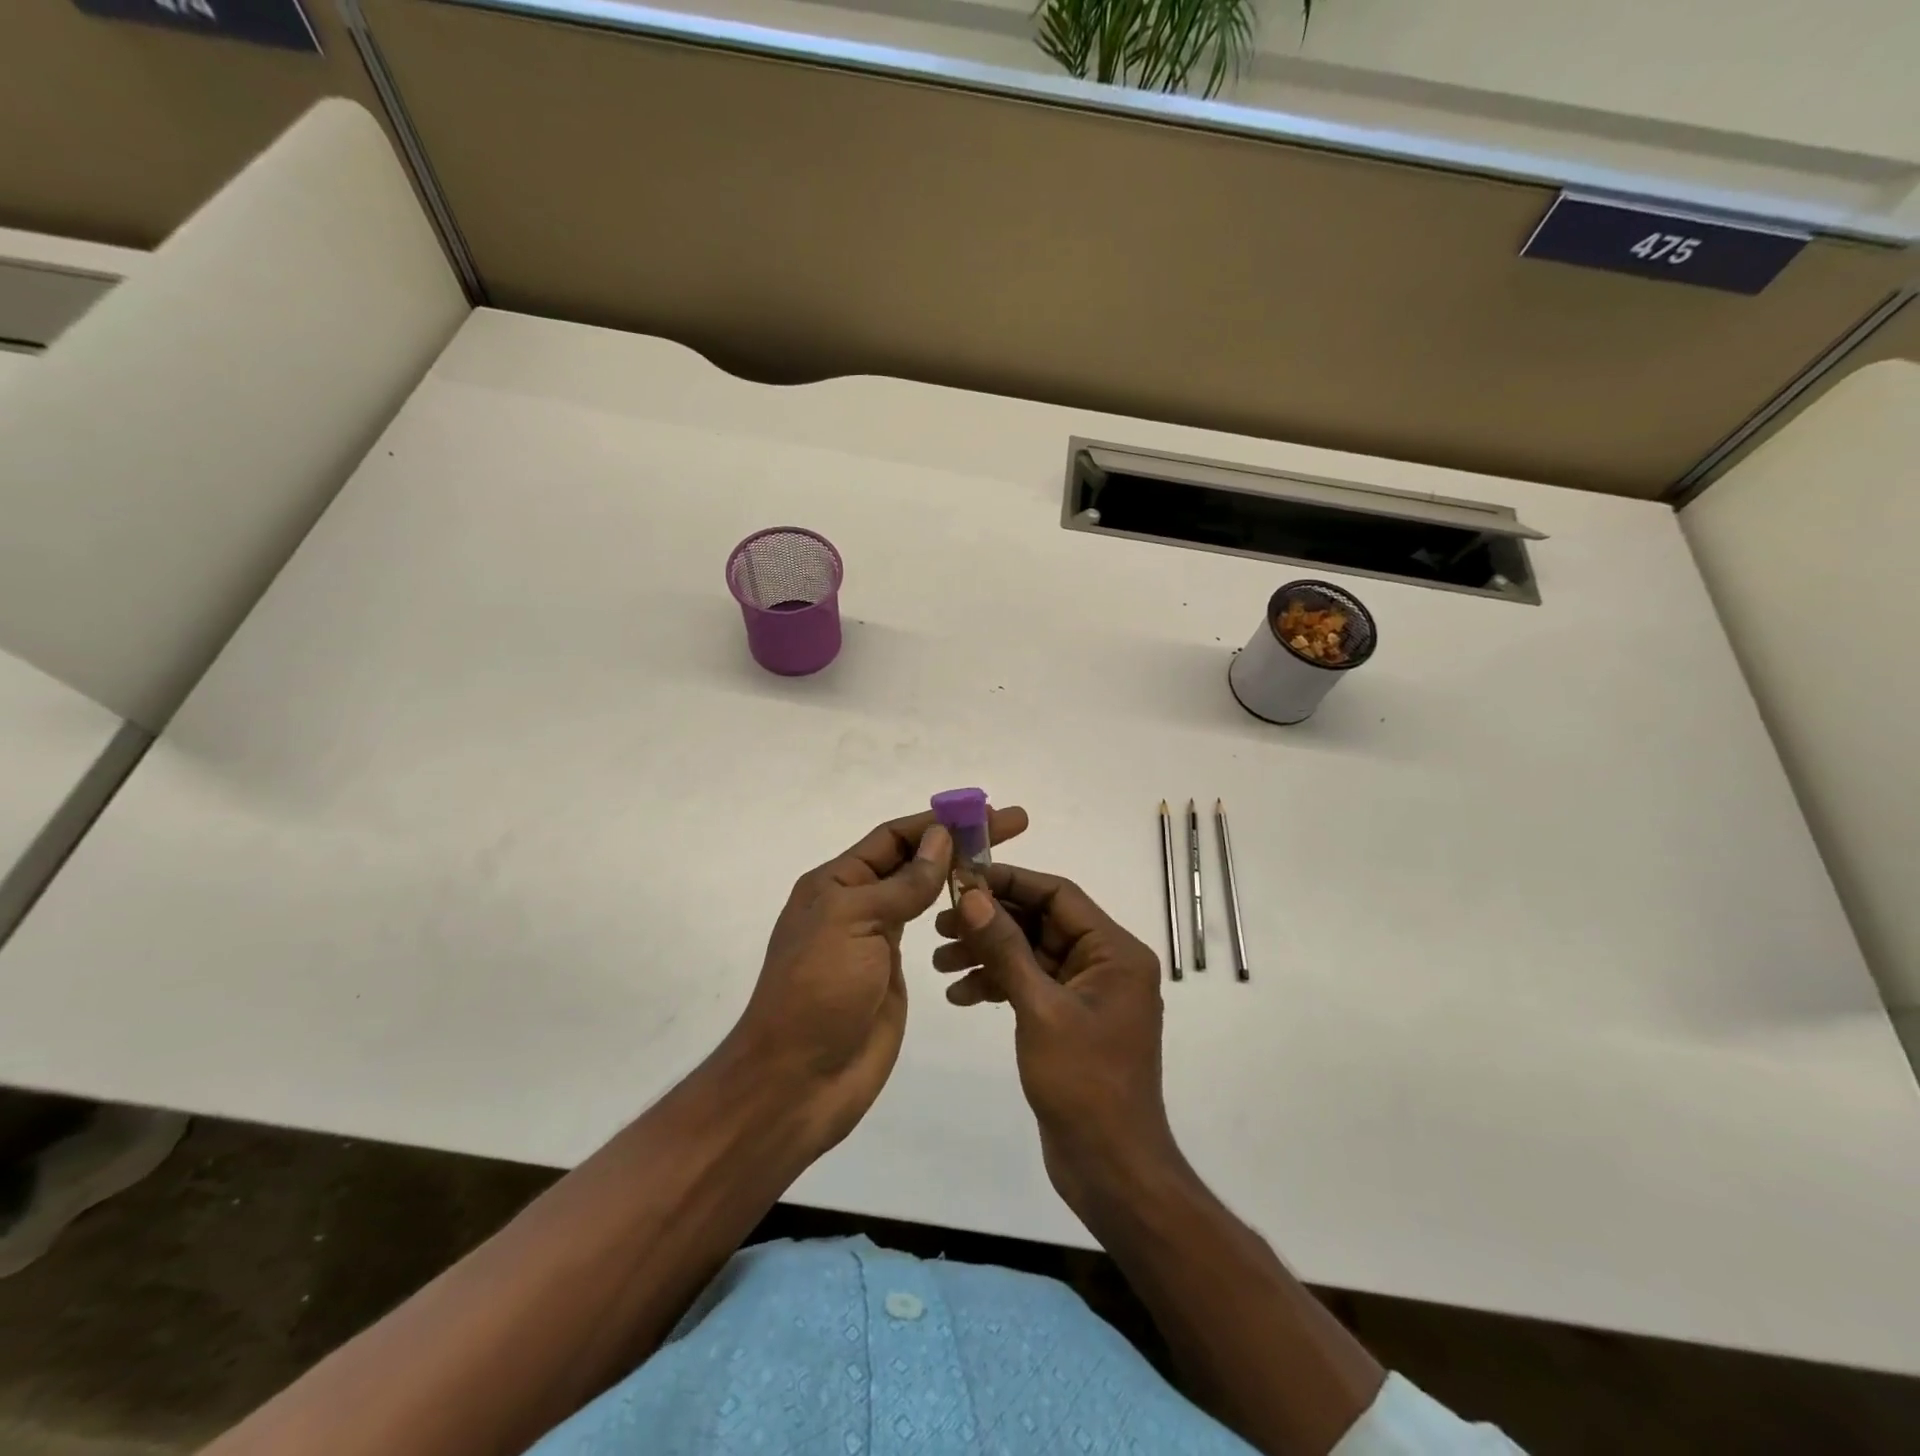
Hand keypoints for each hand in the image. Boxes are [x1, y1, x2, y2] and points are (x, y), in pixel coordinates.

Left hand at [727, 805, 1028, 1156]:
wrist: (798, 1081)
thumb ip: (902, 883)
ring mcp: (876, 938)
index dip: (940, 820)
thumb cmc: (818, 990)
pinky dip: (955, 915)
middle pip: (914, 859)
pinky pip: (928, 931)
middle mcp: (857, 902)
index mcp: (838, 882)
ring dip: (960, 875)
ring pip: (923, 892)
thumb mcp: (854, 922)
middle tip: (1013, 826)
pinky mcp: (893, 972)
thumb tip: (940, 837)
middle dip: (959, 841)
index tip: (985, 811)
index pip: (895, 836)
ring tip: (1004, 867)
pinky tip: (983, 912)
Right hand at [933, 865, 1178, 1217]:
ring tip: (939, 962)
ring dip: (987, 955)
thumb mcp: (1039, 1009)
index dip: (1010, 882)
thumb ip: (1005, 948)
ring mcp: (1086, 992)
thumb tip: (972, 895)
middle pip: (1040, 922)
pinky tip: (960, 994)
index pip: (1058, 895)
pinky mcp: (1069, 1019)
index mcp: (1114, 951)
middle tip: (939, 923)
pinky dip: (997, 985)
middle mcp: (1105, 963)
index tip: (963, 878)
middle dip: (990, 922)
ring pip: (1030, 954)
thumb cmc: (1084, 1083)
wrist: (1110, 1169)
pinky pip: (1030, 985)